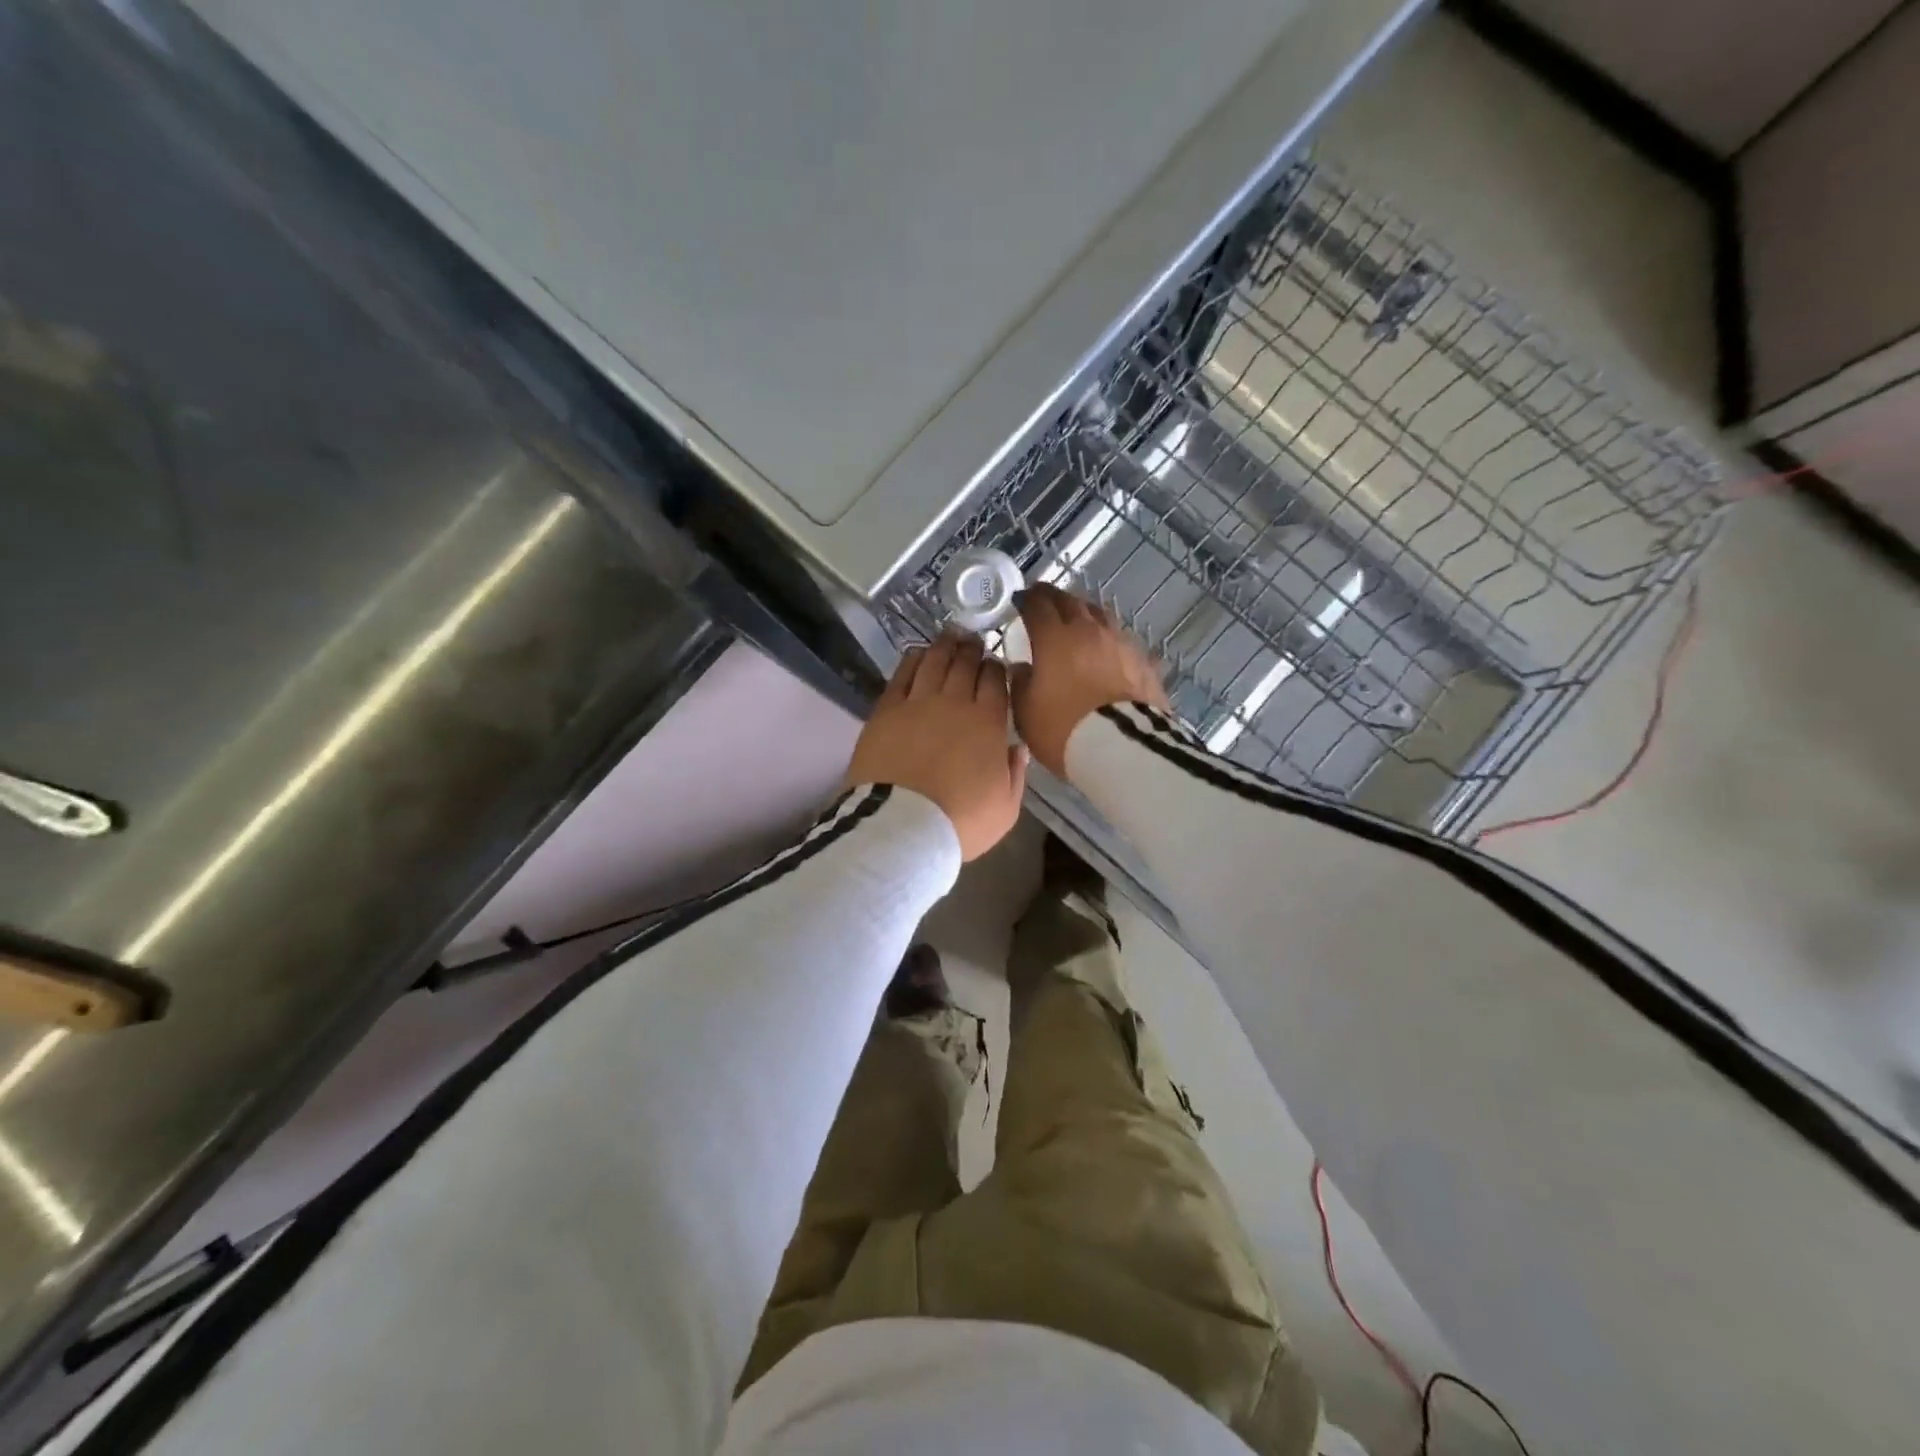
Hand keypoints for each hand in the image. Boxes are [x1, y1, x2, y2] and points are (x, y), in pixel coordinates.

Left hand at [846, 634, 1028, 860]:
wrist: (902, 826)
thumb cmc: (960, 822)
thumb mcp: (1005, 808)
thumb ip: (1015, 774)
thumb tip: (1018, 748)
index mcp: (989, 723)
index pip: (996, 682)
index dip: (997, 669)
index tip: (996, 665)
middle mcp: (955, 703)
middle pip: (965, 665)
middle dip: (973, 650)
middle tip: (974, 642)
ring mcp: (918, 703)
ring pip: (934, 662)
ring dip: (945, 647)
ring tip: (951, 637)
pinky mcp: (887, 710)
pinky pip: (902, 674)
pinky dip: (913, 659)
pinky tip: (918, 652)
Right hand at [1011, 584, 1169, 777]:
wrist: (1123, 749)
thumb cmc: (1064, 730)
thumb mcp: (1026, 713)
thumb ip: (1020, 684)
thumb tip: (1022, 667)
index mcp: (1055, 638)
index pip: (1037, 606)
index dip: (1026, 599)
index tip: (1019, 600)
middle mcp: (1088, 631)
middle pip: (1070, 602)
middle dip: (1053, 597)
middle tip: (1043, 600)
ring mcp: (1120, 643)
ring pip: (1099, 614)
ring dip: (1083, 612)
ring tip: (1076, 618)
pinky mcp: (1143, 660)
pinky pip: (1120, 639)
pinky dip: (1107, 637)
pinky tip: (1106, 647)